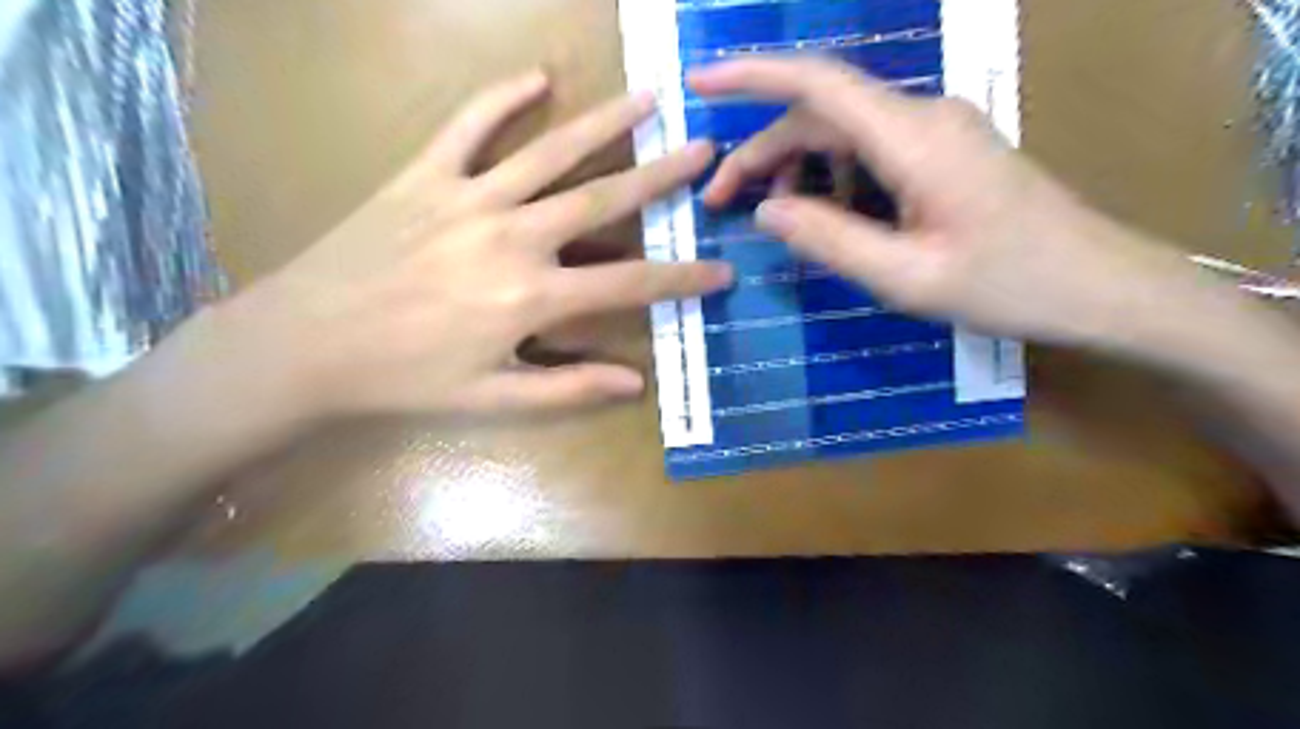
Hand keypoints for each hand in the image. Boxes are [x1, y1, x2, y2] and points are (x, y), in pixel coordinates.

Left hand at [219, 71, 730, 421]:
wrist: (303, 345)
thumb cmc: (404, 380)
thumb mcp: (494, 400)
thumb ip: (569, 388)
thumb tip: (636, 383)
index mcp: (532, 296)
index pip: (630, 283)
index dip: (682, 279)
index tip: (723, 271)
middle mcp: (512, 236)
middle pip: (602, 198)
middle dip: (661, 176)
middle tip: (704, 150)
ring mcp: (467, 197)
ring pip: (551, 151)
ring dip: (606, 122)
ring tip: (650, 97)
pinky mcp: (424, 175)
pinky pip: (469, 125)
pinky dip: (502, 97)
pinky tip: (538, 76)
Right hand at [691, 56, 1196, 346]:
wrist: (1100, 284)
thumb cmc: (1008, 284)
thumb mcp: (906, 276)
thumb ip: (829, 240)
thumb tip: (765, 210)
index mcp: (913, 138)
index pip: (817, 84)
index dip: (751, 76)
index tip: (698, 83)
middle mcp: (922, 116)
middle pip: (821, 114)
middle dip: (762, 152)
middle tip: (719, 202)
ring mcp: (937, 131)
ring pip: (843, 133)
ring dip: (796, 165)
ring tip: (770, 215)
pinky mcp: (944, 151)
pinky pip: (870, 151)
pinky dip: (832, 177)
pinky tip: (827, 216)